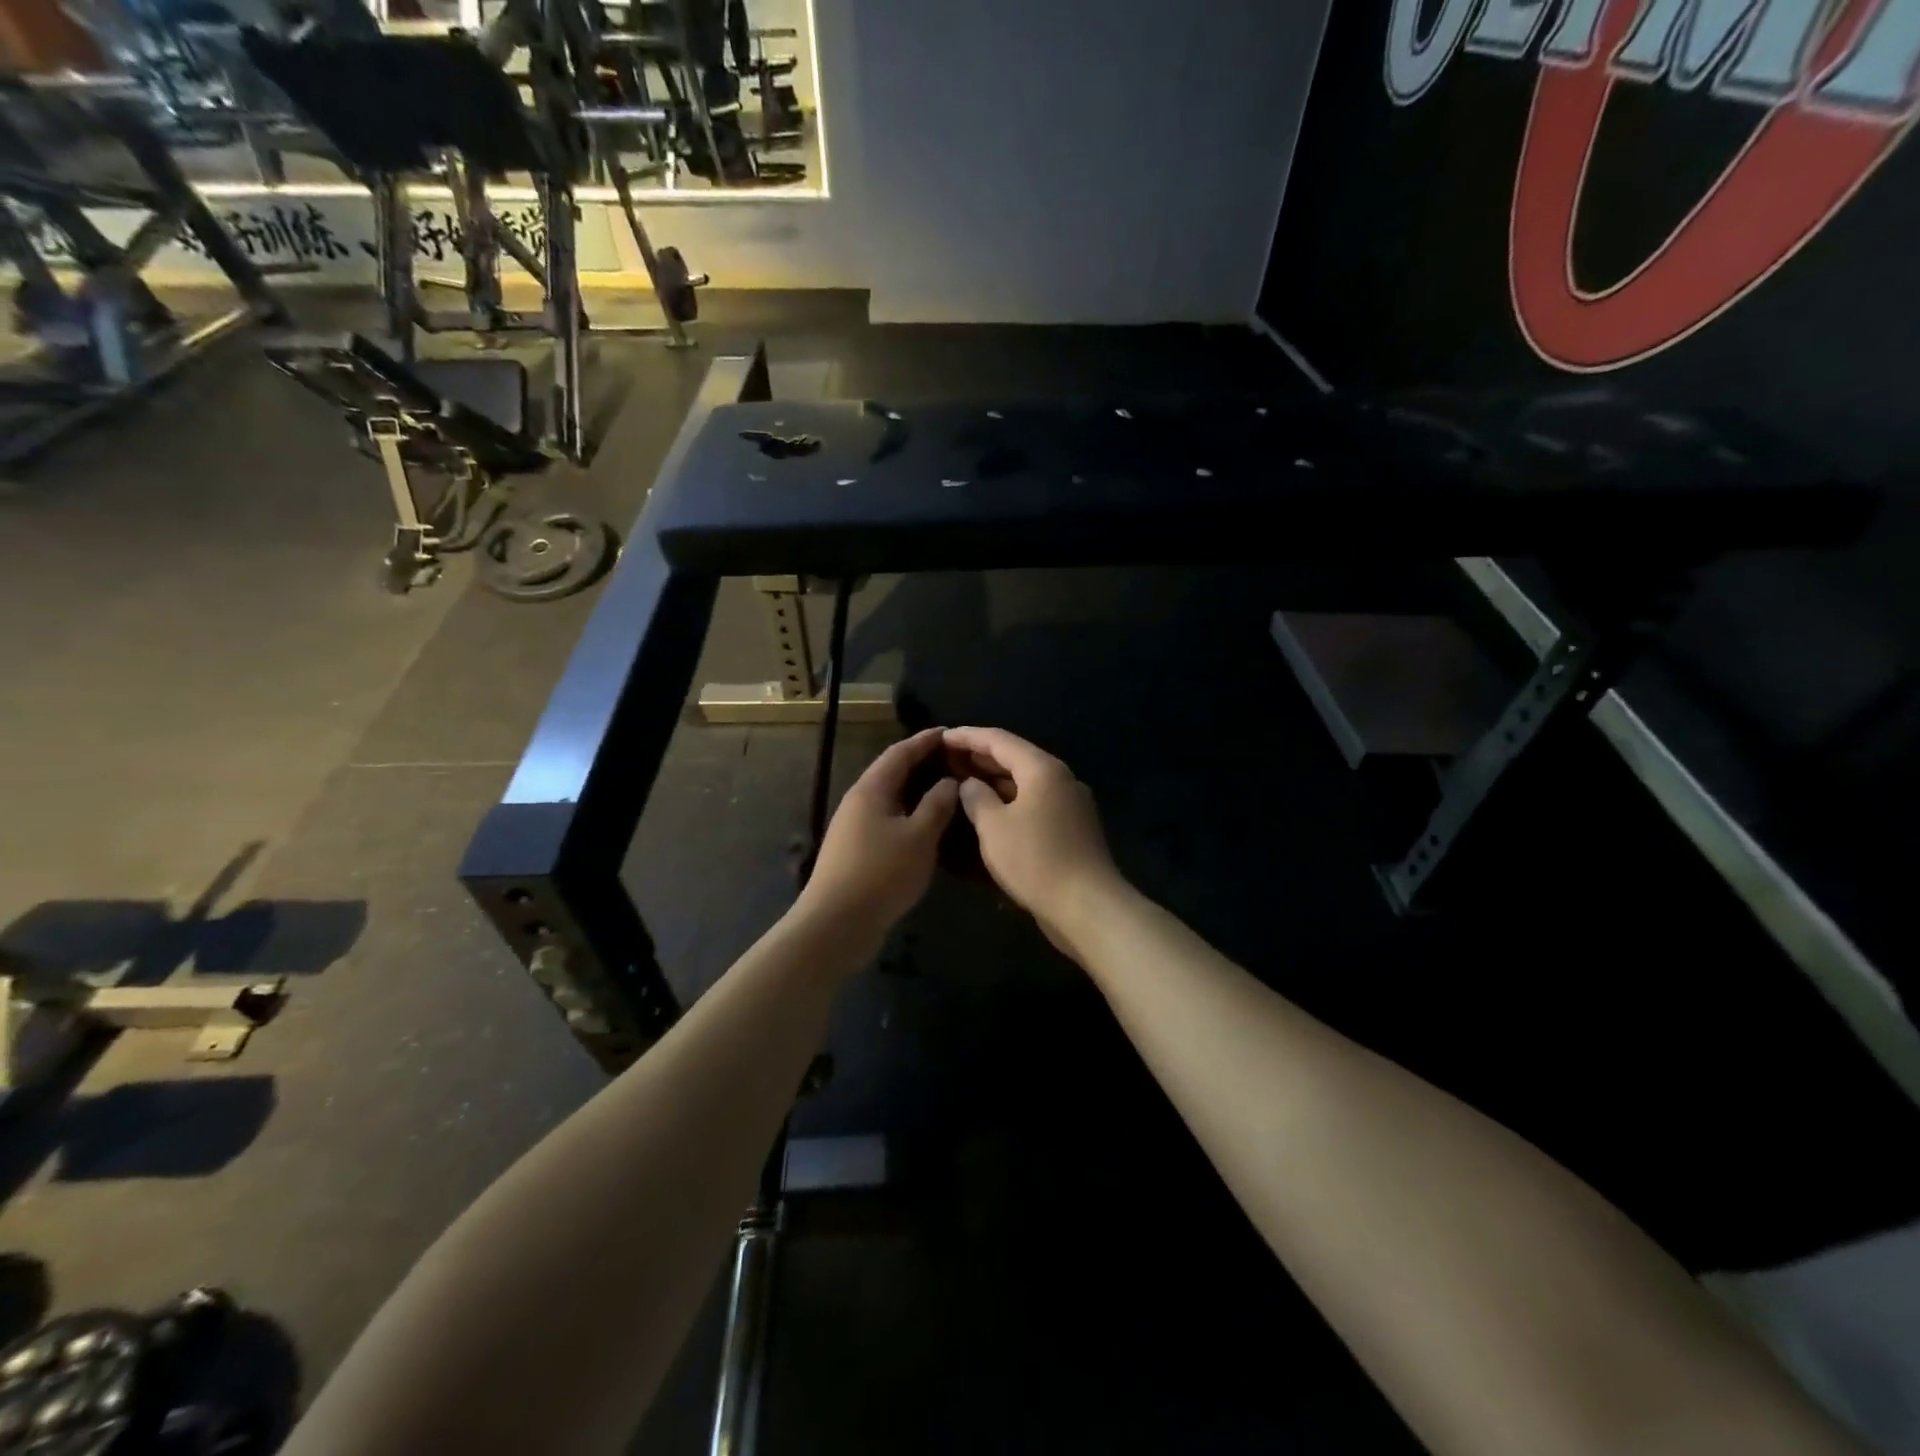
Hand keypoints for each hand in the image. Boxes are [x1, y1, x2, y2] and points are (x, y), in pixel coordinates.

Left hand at [793, 728, 959, 952]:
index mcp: (871, 789)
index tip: (948, 732)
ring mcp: (853, 827)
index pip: (900, 753)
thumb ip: (937, 805)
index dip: (924, 741)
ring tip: (945, 789)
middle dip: (921, 763)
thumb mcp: (919, 837)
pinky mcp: (855, 851)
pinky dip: (908, 814)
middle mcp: (858, 802)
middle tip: (953, 760)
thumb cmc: (881, 873)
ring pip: (889, 798)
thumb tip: (949, 781)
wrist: (837, 923)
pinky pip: (887, 820)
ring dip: (915, 790)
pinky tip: (926, 825)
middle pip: (891, 773)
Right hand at [940, 727, 1124, 951]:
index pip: (999, 740)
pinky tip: (989, 811)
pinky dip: (1009, 801)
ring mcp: (1069, 804)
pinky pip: (1034, 803)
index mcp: (1042, 769)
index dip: (967, 736)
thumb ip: (976, 798)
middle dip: (980, 757)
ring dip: (994, 780)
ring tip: (962, 783)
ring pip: (1025, 782)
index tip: (941, 737)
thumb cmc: (1035, 860)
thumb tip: (969, 784)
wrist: (1087, 906)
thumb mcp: (994, 827)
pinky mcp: (1071, 828)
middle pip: (1015, 758)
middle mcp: (1060, 778)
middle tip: (947, 759)